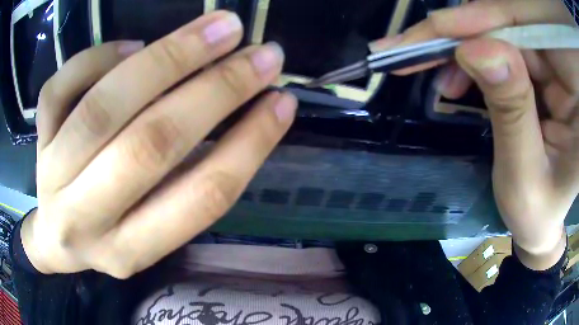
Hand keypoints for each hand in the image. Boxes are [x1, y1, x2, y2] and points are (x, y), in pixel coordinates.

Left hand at [22, 11, 296, 277]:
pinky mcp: (37, 139)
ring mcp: (52, 174)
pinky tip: (132, 46)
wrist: (56, 239)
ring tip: (219, 28)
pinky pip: (60, 87)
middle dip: (217, 89)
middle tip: (263, 53)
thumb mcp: (150, 235)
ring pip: (102, 108)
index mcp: (129, 251)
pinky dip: (99, 56)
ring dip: (167, 58)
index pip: (199, 199)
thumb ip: (187, 187)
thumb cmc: (108, 236)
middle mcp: (85, 219)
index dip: (250, 145)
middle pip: (151, 146)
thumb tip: (240, 114)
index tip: (283, 102)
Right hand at [371, 0, 577, 268]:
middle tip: (415, 45)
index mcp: (577, 97)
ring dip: (465, 45)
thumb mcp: (524, 177)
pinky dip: (475, 55)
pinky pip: (502, 45)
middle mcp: (567, 70)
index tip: (440, 26)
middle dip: (467, 30)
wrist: (542, 220)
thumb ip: (511, 112)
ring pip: (505, 30)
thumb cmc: (537, 213)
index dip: (490, 19)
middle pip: (517, 22)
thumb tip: (473, 49)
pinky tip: (457, 75)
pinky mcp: (541, 68)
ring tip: (436, 72)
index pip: (537, 32)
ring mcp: (555, 66)